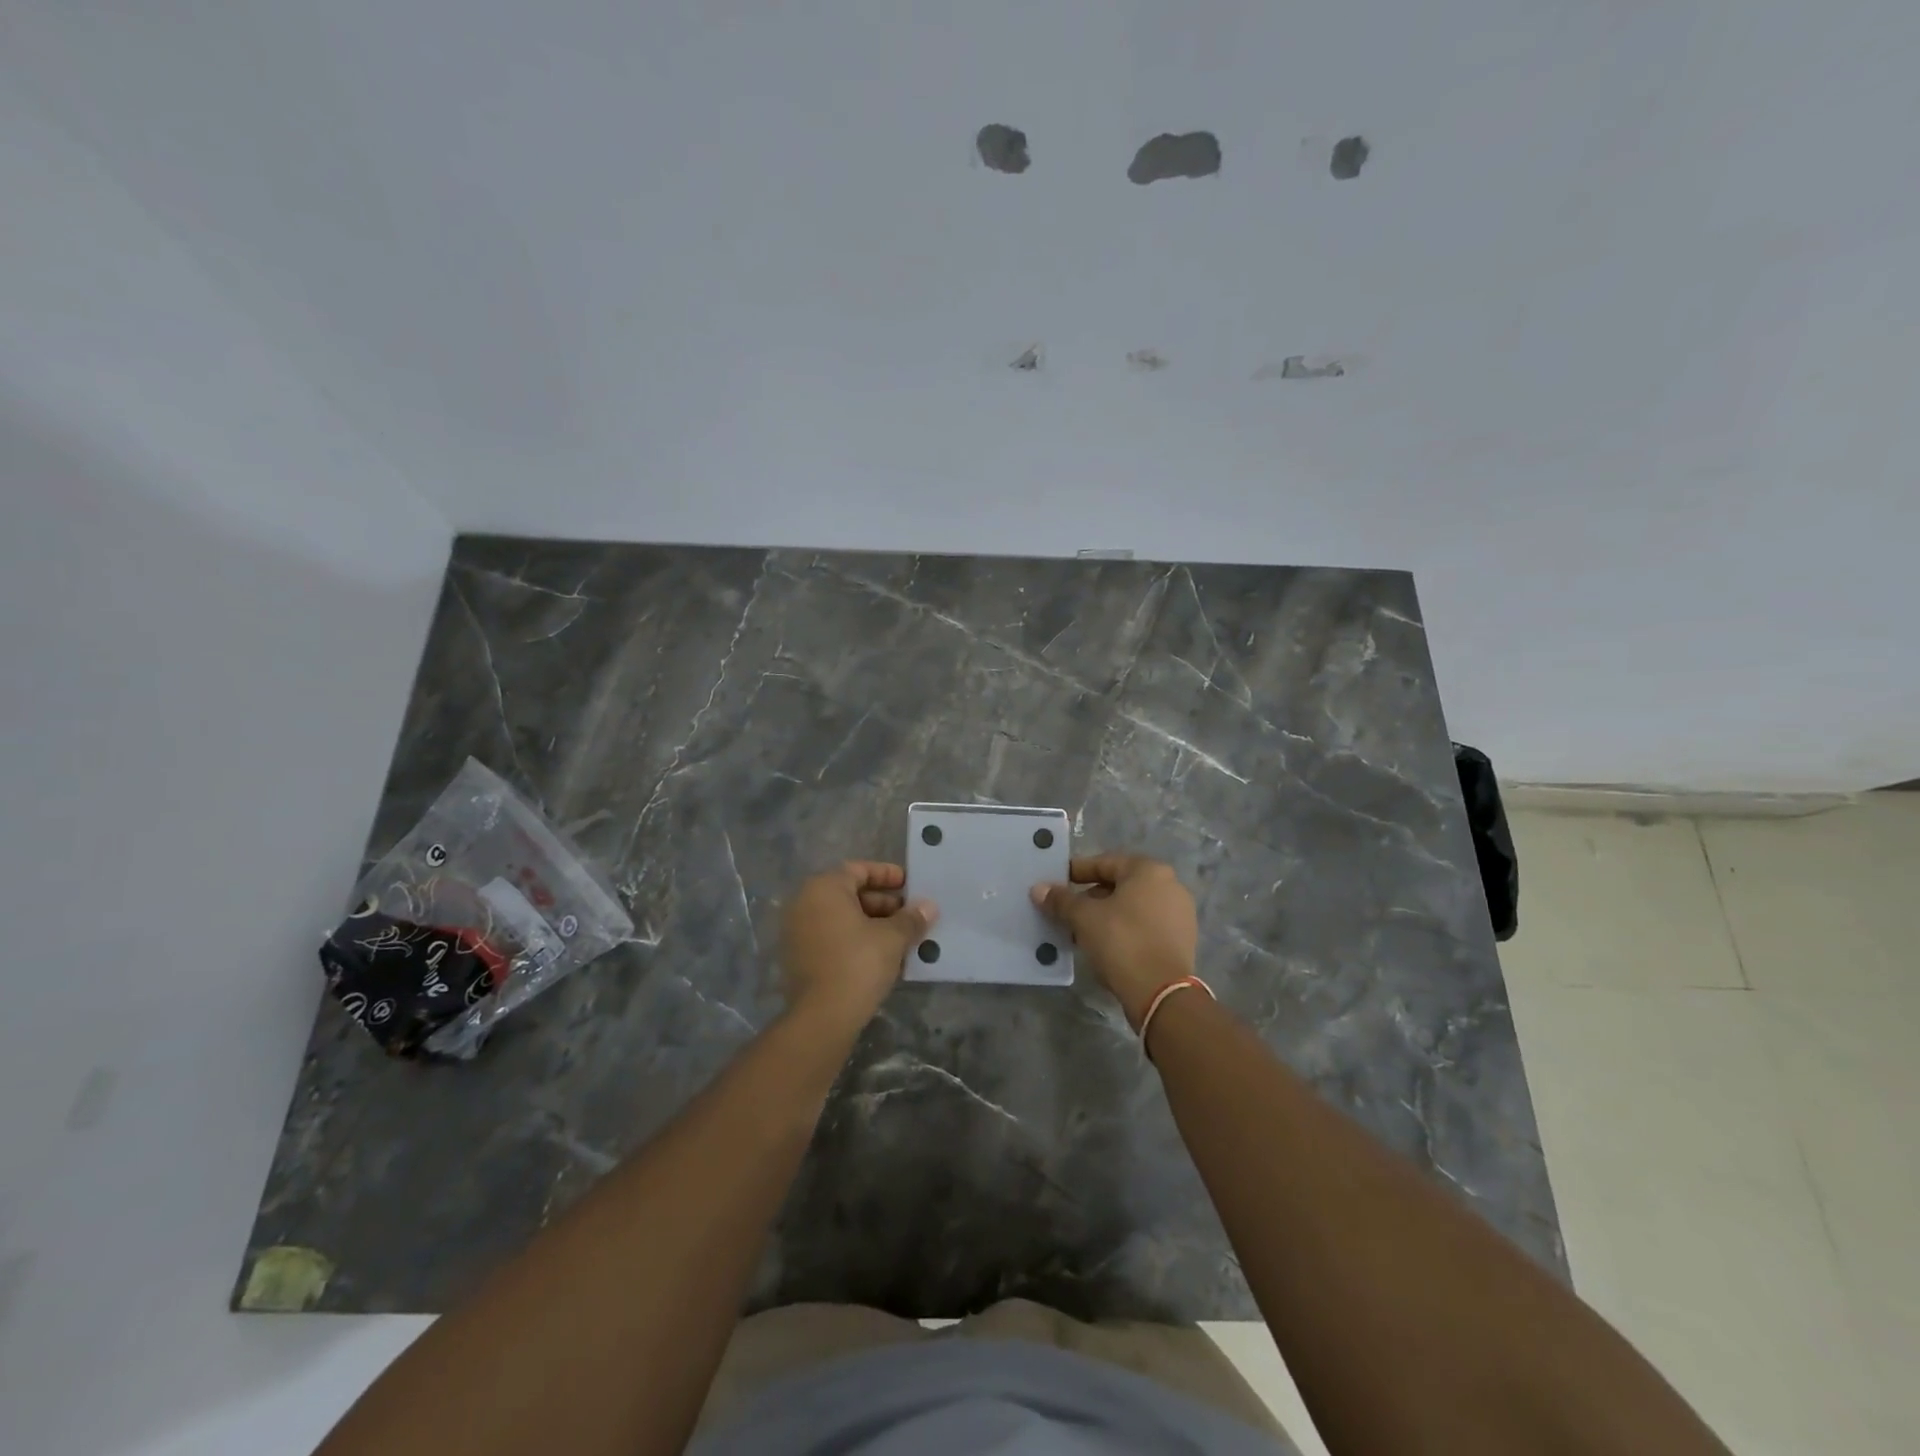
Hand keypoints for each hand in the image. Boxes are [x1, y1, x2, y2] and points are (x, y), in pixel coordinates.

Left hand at [780, 862, 936, 1030]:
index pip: (859, 870)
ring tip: (902, 938)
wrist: (822, 1017)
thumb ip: (911, 918)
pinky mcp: (798, 958)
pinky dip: (855, 940)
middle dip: (883, 903)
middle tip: (910, 915)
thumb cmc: (858, 963)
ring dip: (872, 924)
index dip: (887, 875)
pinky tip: (882, 956)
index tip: (910, 885)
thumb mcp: (892, 938)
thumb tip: (929, 906)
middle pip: (849, 894)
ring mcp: (797, 932)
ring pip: (841, 918)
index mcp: (824, 888)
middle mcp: (804, 903)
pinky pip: (832, 937)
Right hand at [1032, 854, 1196, 1028]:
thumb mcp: (1084, 918)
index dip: (1076, 871)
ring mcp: (1179, 914)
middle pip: (1119, 885)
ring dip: (1105, 915)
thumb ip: (1061, 900)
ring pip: (1132, 907)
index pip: (1104, 863)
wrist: (1161, 993)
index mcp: (1149, 871)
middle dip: (1090, 897)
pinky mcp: (1181, 940)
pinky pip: (1144, 926)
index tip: (1056, 882)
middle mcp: (1170, 885)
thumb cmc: (1122, 942)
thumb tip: (1039, 889)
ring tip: (1080, 930)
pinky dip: (1123, 930)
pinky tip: (1103, 945)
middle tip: (1066, 910)